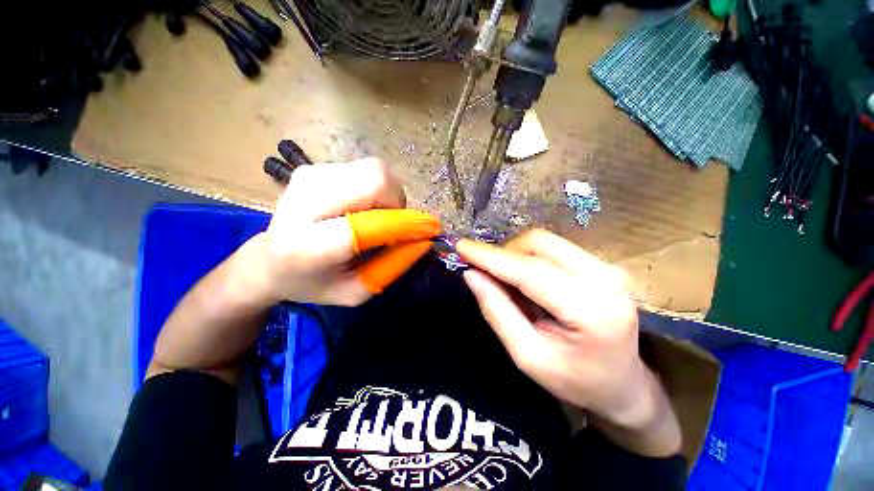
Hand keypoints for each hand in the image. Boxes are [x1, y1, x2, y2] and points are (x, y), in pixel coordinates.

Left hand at [252, 158, 431, 305]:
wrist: (268, 259)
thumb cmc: (312, 283)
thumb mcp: (355, 292)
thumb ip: (391, 268)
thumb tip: (424, 240)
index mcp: (307, 246)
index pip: (366, 224)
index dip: (404, 225)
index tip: (429, 231)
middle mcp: (304, 201)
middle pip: (374, 180)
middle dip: (397, 203)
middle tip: (394, 224)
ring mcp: (308, 175)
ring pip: (375, 170)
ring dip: (389, 195)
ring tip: (378, 217)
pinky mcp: (314, 166)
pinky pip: (367, 169)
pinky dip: (378, 189)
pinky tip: (364, 206)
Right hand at [457, 230, 680, 455]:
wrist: (624, 384)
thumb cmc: (575, 380)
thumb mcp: (527, 356)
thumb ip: (497, 312)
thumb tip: (472, 274)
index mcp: (592, 312)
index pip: (530, 272)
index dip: (491, 257)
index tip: (461, 246)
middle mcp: (606, 280)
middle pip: (539, 244)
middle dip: (504, 254)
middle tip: (488, 275)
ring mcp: (609, 268)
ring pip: (546, 242)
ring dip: (517, 255)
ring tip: (510, 282)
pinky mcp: (604, 264)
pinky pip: (555, 248)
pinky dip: (531, 258)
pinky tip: (529, 281)